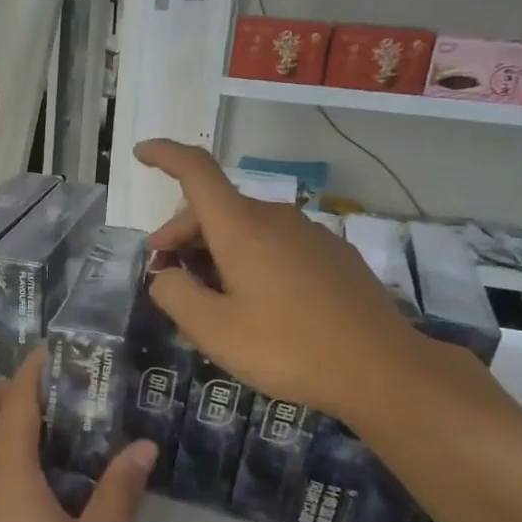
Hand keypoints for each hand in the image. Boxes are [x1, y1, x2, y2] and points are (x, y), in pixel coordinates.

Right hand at [134, 139, 426, 417]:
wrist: (380, 368)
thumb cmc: (287, 348)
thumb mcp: (213, 330)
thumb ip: (175, 295)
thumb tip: (164, 275)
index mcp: (242, 228)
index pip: (196, 171)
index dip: (165, 156)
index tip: (140, 152)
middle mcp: (276, 218)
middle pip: (217, 208)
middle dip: (181, 233)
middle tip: (165, 274)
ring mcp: (310, 234)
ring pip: (247, 228)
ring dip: (215, 250)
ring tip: (208, 296)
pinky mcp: (333, 255)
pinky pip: (276, 244)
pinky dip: (249, 259)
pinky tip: (254, 300)